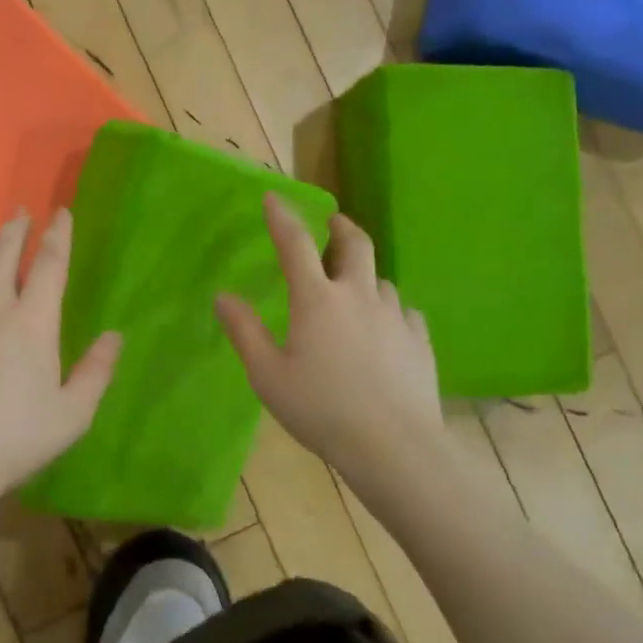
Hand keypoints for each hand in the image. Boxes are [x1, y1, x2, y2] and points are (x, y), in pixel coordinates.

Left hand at [0, 208, 121, 513]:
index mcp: (32, 324)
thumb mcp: (71, 417)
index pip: (50, 265)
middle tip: (20, 214)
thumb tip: (114, 336)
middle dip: (15, 227)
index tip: (61, 213)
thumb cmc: (11, 443)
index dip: (58, 235)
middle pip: (2, 251)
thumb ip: (96, 372)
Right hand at [216, 194, 443, 490]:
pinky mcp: (419, 341)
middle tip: (332, 221)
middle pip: (355, 244)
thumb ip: (244, 332)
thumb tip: (223, 296)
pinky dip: (389, 309)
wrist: (393, 446)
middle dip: (340, 226)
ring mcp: (395, 316)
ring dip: (364, 273)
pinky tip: (385, 327)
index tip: (273, 196)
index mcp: (317, 300)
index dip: (282, 216)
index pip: (295, 244)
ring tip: (353, 285)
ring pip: (380, 279)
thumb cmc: (320, 409)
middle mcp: (358, 296)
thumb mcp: (267, 375)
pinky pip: (404, 312)